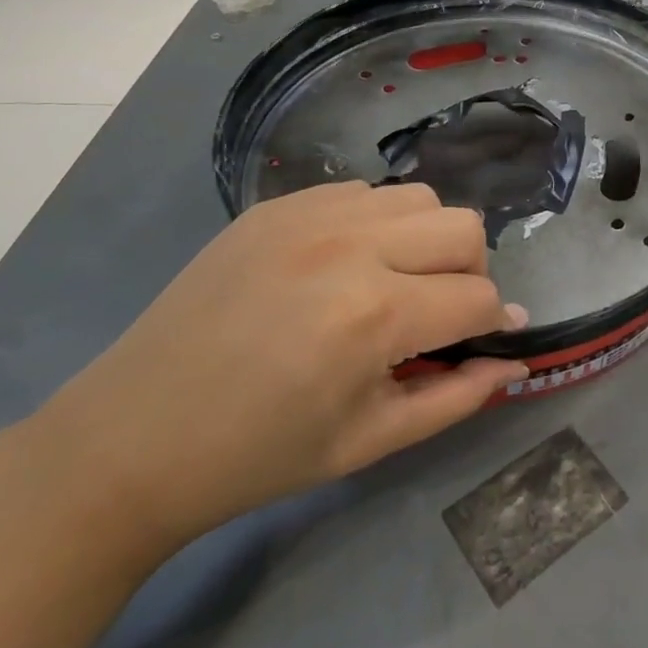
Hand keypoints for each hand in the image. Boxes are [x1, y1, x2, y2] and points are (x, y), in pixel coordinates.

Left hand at [34, 182, 528, 551]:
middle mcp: (351, 247)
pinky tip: (345, 265)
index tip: (488, 341)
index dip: (494, 324)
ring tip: (395, 282)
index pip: (478, 299)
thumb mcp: (370, 441)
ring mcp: (309, 216)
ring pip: (418, 198)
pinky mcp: (276, 206)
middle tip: (439, 313)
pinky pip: (362, 193)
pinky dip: (376, 224)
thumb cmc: (258, 454)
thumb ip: (458, 396)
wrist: (132, 439)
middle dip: (470, 273)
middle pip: (463, 228)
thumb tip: (516, 361)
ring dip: (427, 240)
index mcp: (374, 316)